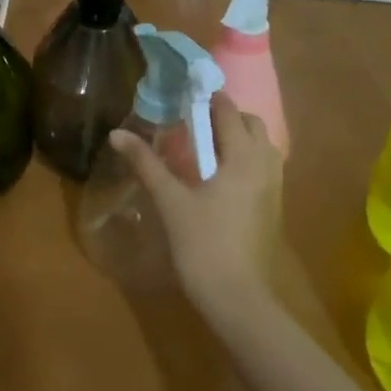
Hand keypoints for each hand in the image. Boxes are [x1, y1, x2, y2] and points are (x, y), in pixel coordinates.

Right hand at [108, 92, 282, 315]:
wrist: (236, 296)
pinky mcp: (273, 207)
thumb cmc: (202, 243)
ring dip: (238, 138)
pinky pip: (263, 167)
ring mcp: (274, 188)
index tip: (185, 94)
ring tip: (205, 146)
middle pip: (252, 125)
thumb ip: (146, 163)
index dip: (208, 99)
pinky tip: (219, 175)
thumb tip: (117, 134)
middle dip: (226, 116)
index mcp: (242, 158)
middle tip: (193, 122)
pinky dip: (245, 158)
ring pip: (261, 147)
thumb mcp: (170, 200)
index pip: (229, 112)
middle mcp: (265, 166)